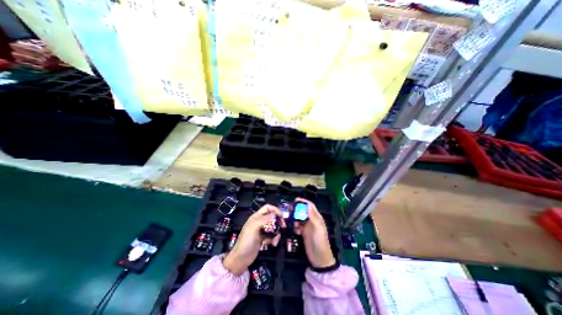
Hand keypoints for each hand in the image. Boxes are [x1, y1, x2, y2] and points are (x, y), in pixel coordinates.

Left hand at [224, 204, 285, 275]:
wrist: (241, 259)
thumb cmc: (246, 241)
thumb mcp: (253, 228)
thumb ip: (264, 220)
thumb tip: (274, 215)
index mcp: (256, 217)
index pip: (267, 208)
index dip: (275, 209)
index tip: (281, 216)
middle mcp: (260, 222)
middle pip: (272, 217)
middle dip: (278, 221)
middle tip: (283, 226)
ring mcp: (262, 230)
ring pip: (273, 227)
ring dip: (277, 233)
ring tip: (276, 241)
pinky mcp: (263, 238)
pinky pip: (272, 235)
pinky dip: (274, 239)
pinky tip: (273, 244)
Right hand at [295, 198, 332, 266]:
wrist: (319, 259)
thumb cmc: (320, 242)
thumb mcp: (318, 228)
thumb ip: (313, 217)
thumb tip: (308, 205)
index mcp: (317, 218)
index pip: (310, 206)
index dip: (303, 202)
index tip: (295, 200)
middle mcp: (311, 220)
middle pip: (303, 211)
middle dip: (297, 209)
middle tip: (290, 210)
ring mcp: (307, 227)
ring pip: (299, 218)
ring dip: (295, 219)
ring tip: (294, 224)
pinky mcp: (303, 233)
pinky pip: (297, 226)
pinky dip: (295, 226)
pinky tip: (296, 231)